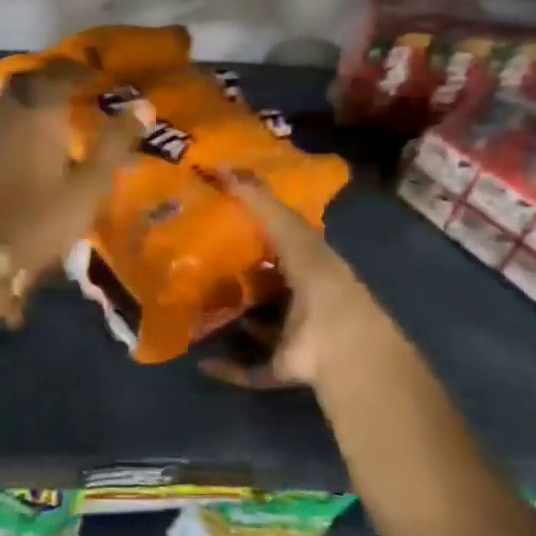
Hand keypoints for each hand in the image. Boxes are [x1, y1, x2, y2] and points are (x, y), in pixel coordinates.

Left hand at [0, 61, 141, 274]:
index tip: (98, 76)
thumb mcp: (90, 183)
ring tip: (54, 109)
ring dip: (31, 95)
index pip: (59, 73)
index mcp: (37, 113)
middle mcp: (8, 113)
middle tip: (76, 87)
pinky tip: (27, 135)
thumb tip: (144, 105)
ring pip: (9, 98)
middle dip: (52, 77)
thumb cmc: (44, 217)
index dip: (79, 70)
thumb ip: (115, 141)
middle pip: (28, 80)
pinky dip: (15, 116)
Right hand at [201, 170, 415, 393]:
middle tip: (198, 268)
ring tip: (196, 310)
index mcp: (311, 265)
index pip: (283, 244)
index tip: (219, 222)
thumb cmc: (318, 281)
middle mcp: (304, 300)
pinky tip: (201, 361)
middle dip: (241, 280)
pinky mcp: (282, 367)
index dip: (256, 233)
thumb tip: (223, 166)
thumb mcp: (290, 231)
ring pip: (261, 327)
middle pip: (269, 287)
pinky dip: (228, 367)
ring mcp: (295, 337)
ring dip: (234, 322)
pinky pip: (251, 368)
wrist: (339, 343)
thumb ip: (260, 201)